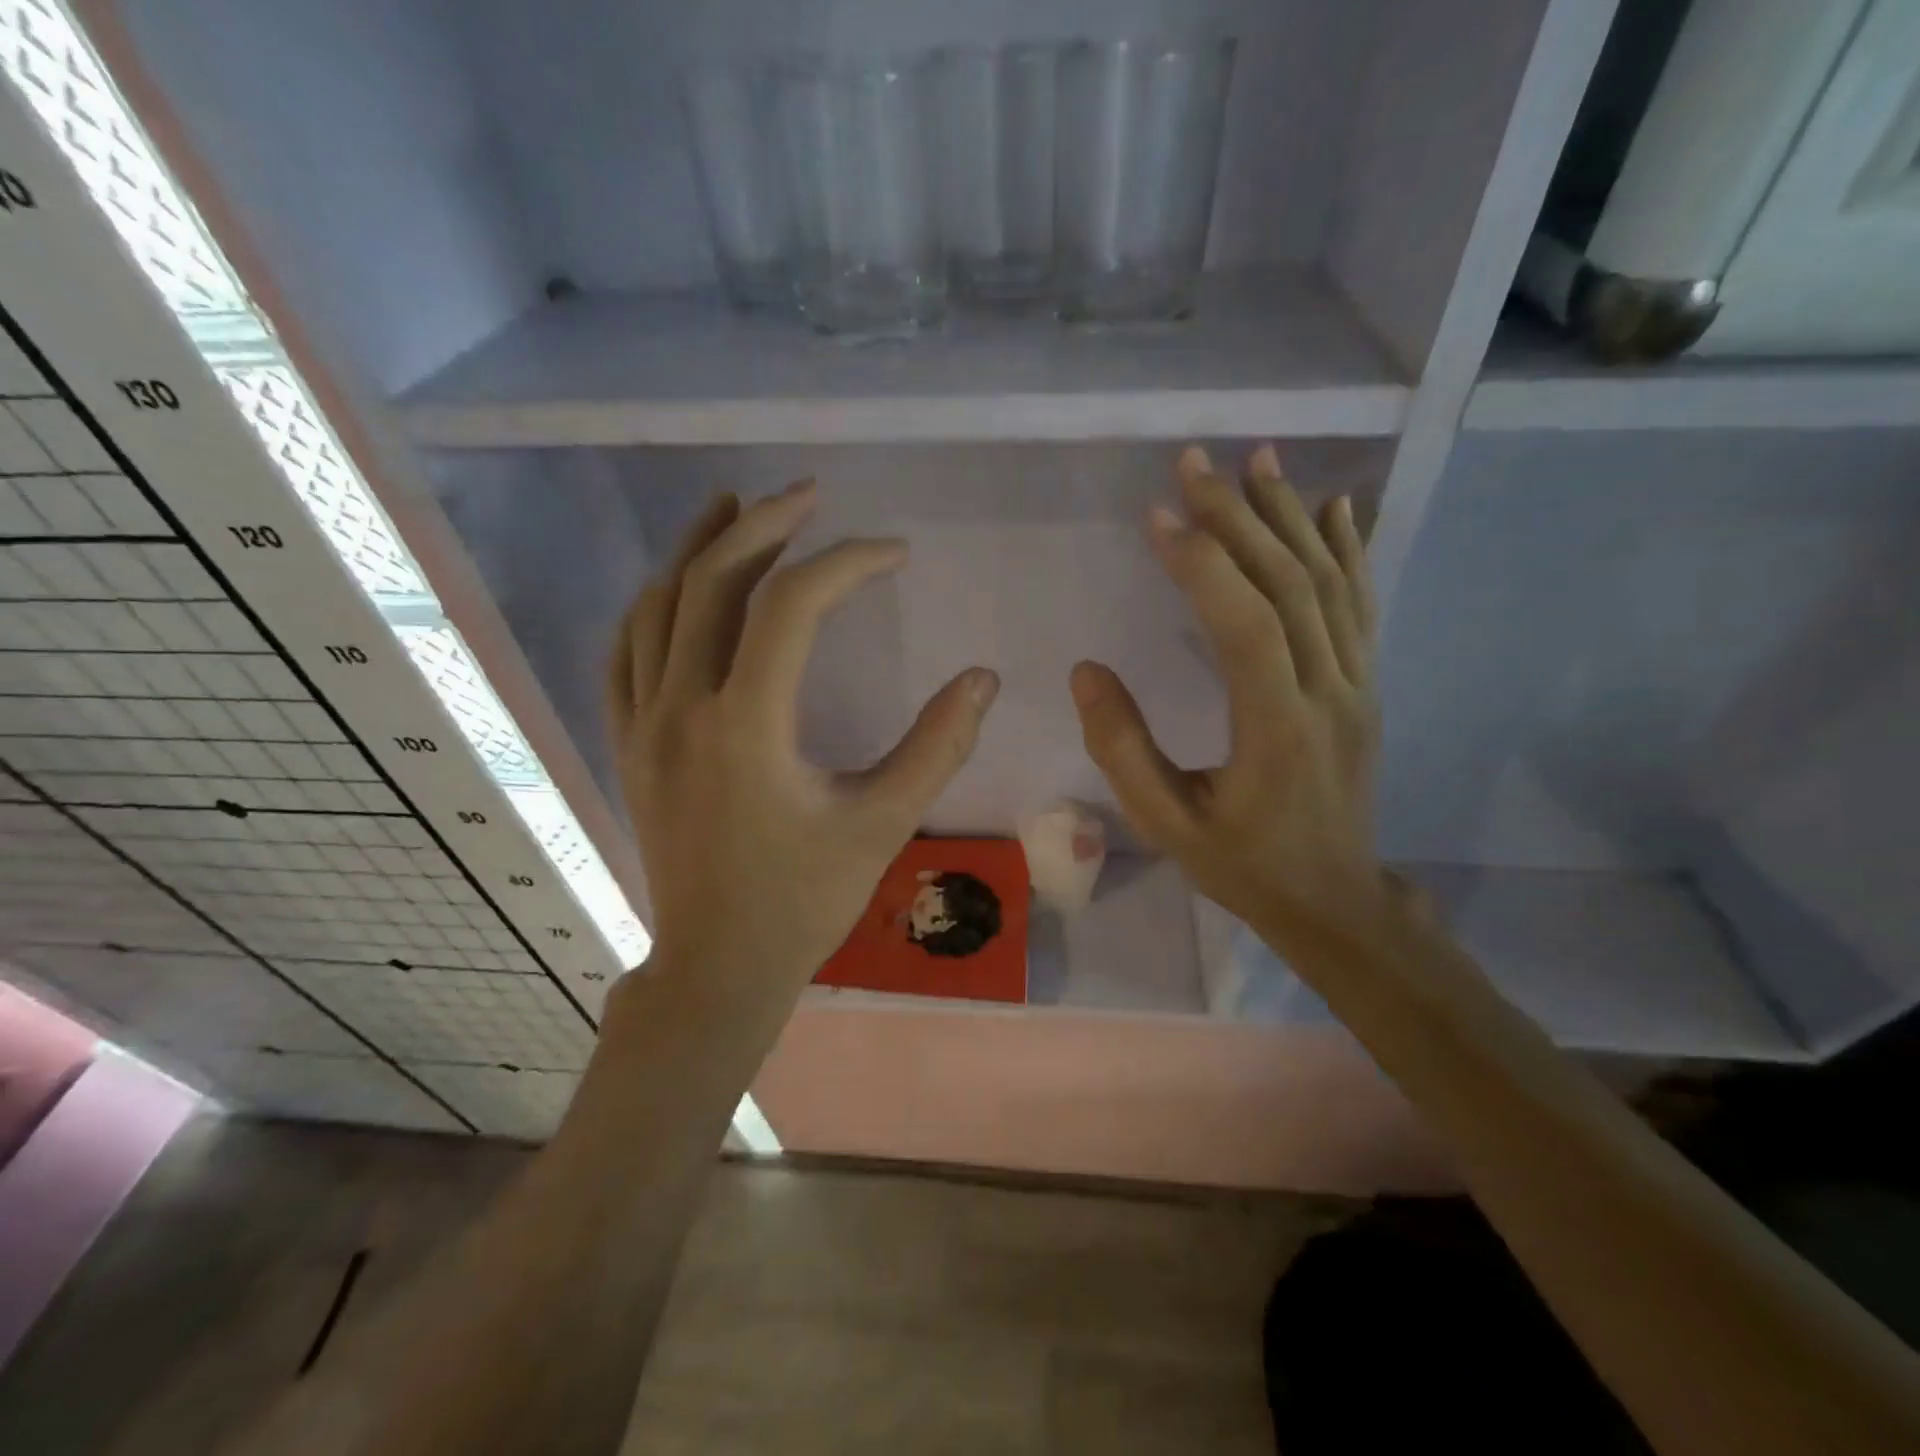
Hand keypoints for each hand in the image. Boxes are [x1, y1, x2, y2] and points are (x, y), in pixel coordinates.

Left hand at [607, 482, 998, 1011]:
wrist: (718, 965)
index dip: (848, 564)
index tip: (895, 555)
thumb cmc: (804, 900)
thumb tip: (982, 679)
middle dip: (766, 524)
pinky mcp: (628, 742)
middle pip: (713, 582)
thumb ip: (937, 747)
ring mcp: (643, 723)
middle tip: (812, 495)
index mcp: (747, 725)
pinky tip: (678, 583)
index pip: (792, 606)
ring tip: (737, 504)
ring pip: (658, 605)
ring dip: (700, 546)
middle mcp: (683, 707)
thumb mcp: (883, 824)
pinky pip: (626, 651)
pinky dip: (654, 603)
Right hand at [1069, 445, 1388, 953]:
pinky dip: (1348, 549)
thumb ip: (1122, 748)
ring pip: (1328, 584)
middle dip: (1238, 516)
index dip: (1200, 562)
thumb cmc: (1242, 865)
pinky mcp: (1366, 686)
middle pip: (1287, 584)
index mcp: (1276, 726)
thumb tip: (1086, 671)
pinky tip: (1335, 506)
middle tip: (1195, 462)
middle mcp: (1328, 691)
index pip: (1242, 622)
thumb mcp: (1166, 823)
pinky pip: (1360, 605)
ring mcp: (1357, 684)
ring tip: (1259, 460)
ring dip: (1290, 516)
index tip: (1157, 515)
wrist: (1334, 901)